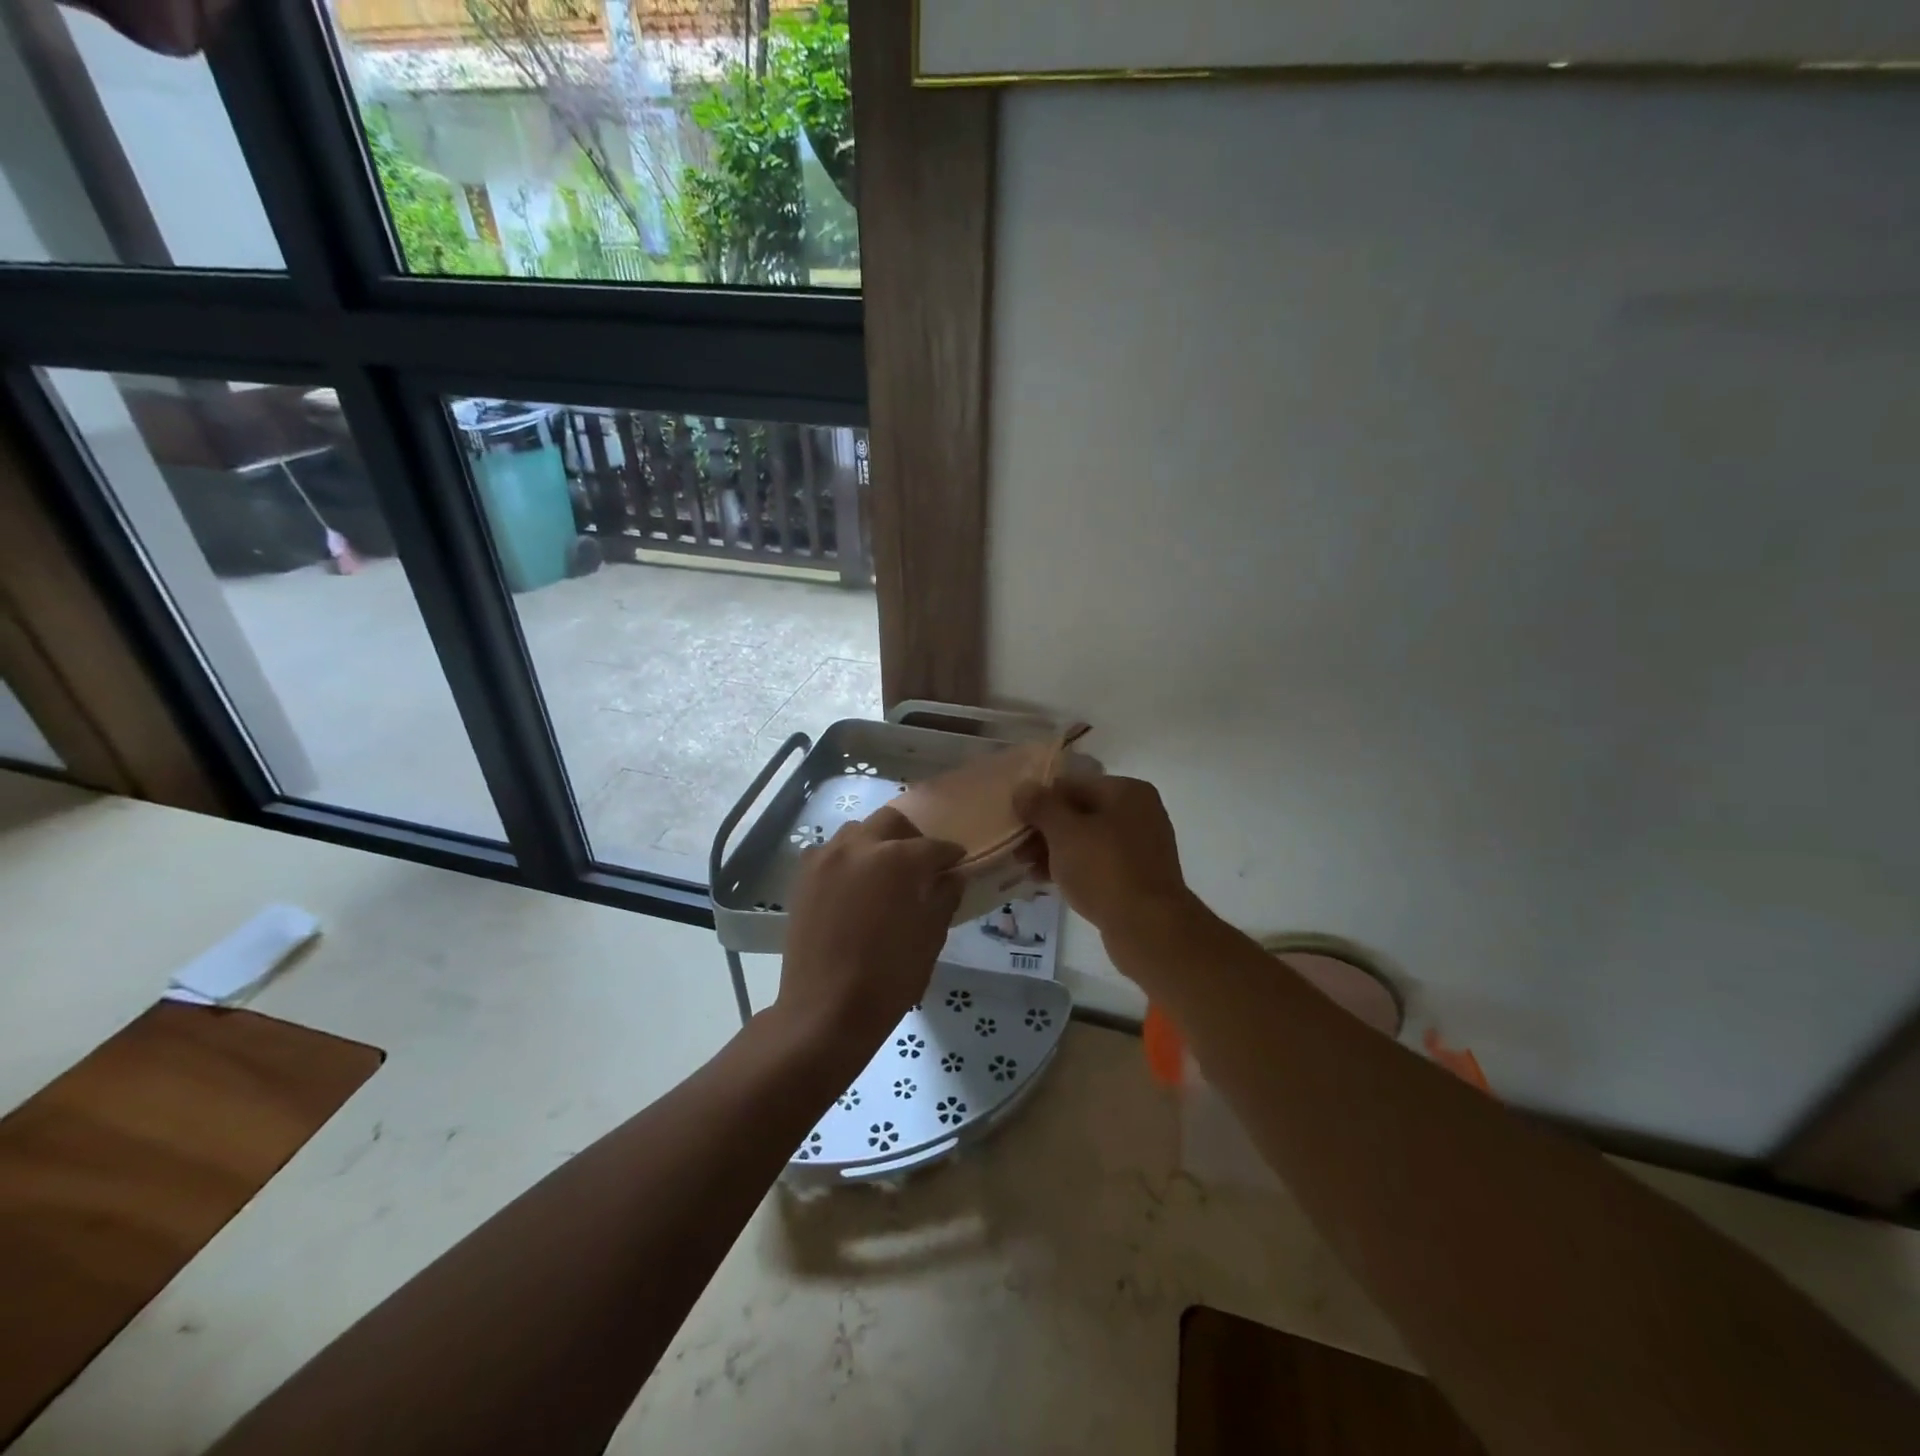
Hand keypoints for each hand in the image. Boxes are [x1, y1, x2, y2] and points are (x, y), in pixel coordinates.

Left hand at [777, 806, 963, 1054]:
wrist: (825, 1010)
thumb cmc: (888, 977)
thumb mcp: (930, 937)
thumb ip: (945, 897)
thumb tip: (951, 876)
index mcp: (897, 858)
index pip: (933, 846)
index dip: (950, 855)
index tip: (958, 862)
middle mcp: (859, 846)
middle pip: (891, 822)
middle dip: (912, 836)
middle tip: (922, 862)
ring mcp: (825, 859)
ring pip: (857, 832)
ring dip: (877, 842)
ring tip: (886, 872)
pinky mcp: (803, 877)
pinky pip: (831, 853)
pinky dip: (849, 859)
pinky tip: (856, 885)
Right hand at [1012, 775, 1196, 945]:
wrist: (1149, 927)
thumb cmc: (1104, 869)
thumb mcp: (1064, 832)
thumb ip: (1041, 806)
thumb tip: (1023, 788)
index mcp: (1126, 791)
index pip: (1071, 785)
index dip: (1039, 802)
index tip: (1015, 823)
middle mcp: (1139, 812)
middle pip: (1079, 813)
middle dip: (1045, 831)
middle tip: (1018, 851)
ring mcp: (1141, 846)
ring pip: (1087, 840)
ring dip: (1055, 851)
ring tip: (1027, 869)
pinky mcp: (1138, 876)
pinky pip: (1098, 863)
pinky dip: (1074, 868)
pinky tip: (1048, 882)